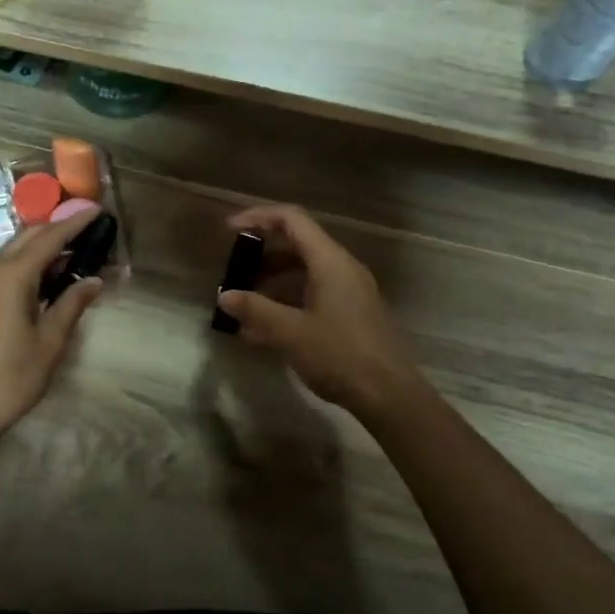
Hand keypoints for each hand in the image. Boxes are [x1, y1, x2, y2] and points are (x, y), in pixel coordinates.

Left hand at [0, 208, 105, 443]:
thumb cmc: (12, 376)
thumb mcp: (51, 341)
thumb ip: (72, 304)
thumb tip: (94, 280)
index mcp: (12, 275)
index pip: (50, 237)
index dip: (75, 222)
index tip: (98, 210)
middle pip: (30, 236)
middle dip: (60, 229)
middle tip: (91, 231)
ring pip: (15, 250)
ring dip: (43, 246)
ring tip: (74, 253)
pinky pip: (4, 266)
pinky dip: (28, 263)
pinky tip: (46, 278)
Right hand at [215, 204, 422, 417]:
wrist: (389, 395)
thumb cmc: (340, 356)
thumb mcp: (290, 332)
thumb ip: (255, 310)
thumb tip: (225, 296)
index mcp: (330, 262)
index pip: (292, 219)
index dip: (258, 217)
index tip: (229, 229)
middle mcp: (342, 269)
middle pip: (298, 244)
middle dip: (262, 253)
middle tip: (234, 268)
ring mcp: (349, 292)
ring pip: (304, 272)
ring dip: (272, 281)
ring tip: (243, 302)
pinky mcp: (351, 314)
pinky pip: (313, 294)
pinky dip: (286, 301)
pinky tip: (263, 329)